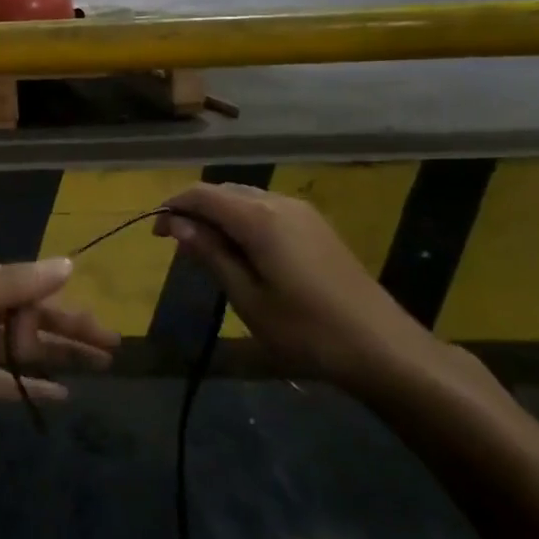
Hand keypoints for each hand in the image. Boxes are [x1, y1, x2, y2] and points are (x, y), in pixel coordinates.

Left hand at [0, 251, 118, 434]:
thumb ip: (14, 285)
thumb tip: (68, 264)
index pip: (25, 286)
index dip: (54, 307)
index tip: (80, 330)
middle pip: (32, 316)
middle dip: (72, 329)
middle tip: (113, 346)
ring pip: (25, 349)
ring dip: (61, 356)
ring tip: (102, 366)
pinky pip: (6, 382)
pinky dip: (32, 387)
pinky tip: (64, 395)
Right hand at [155, 183, 441, 393]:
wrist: (382, 347)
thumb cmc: (306, 329)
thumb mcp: (247, 298)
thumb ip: (211, 255)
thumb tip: (177, 225)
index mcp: (257, 217)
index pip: (201, 194)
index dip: (173, 207)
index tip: (156, 235)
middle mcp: (278, 202)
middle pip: (223, 192)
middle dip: (195, 211)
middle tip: (178, 246)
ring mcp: (302, 212)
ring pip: (246, 199)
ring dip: (220, 216)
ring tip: (207, 252)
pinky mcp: (316, 226)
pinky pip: (267, 210)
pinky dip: (244, 221)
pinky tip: (244, 253)